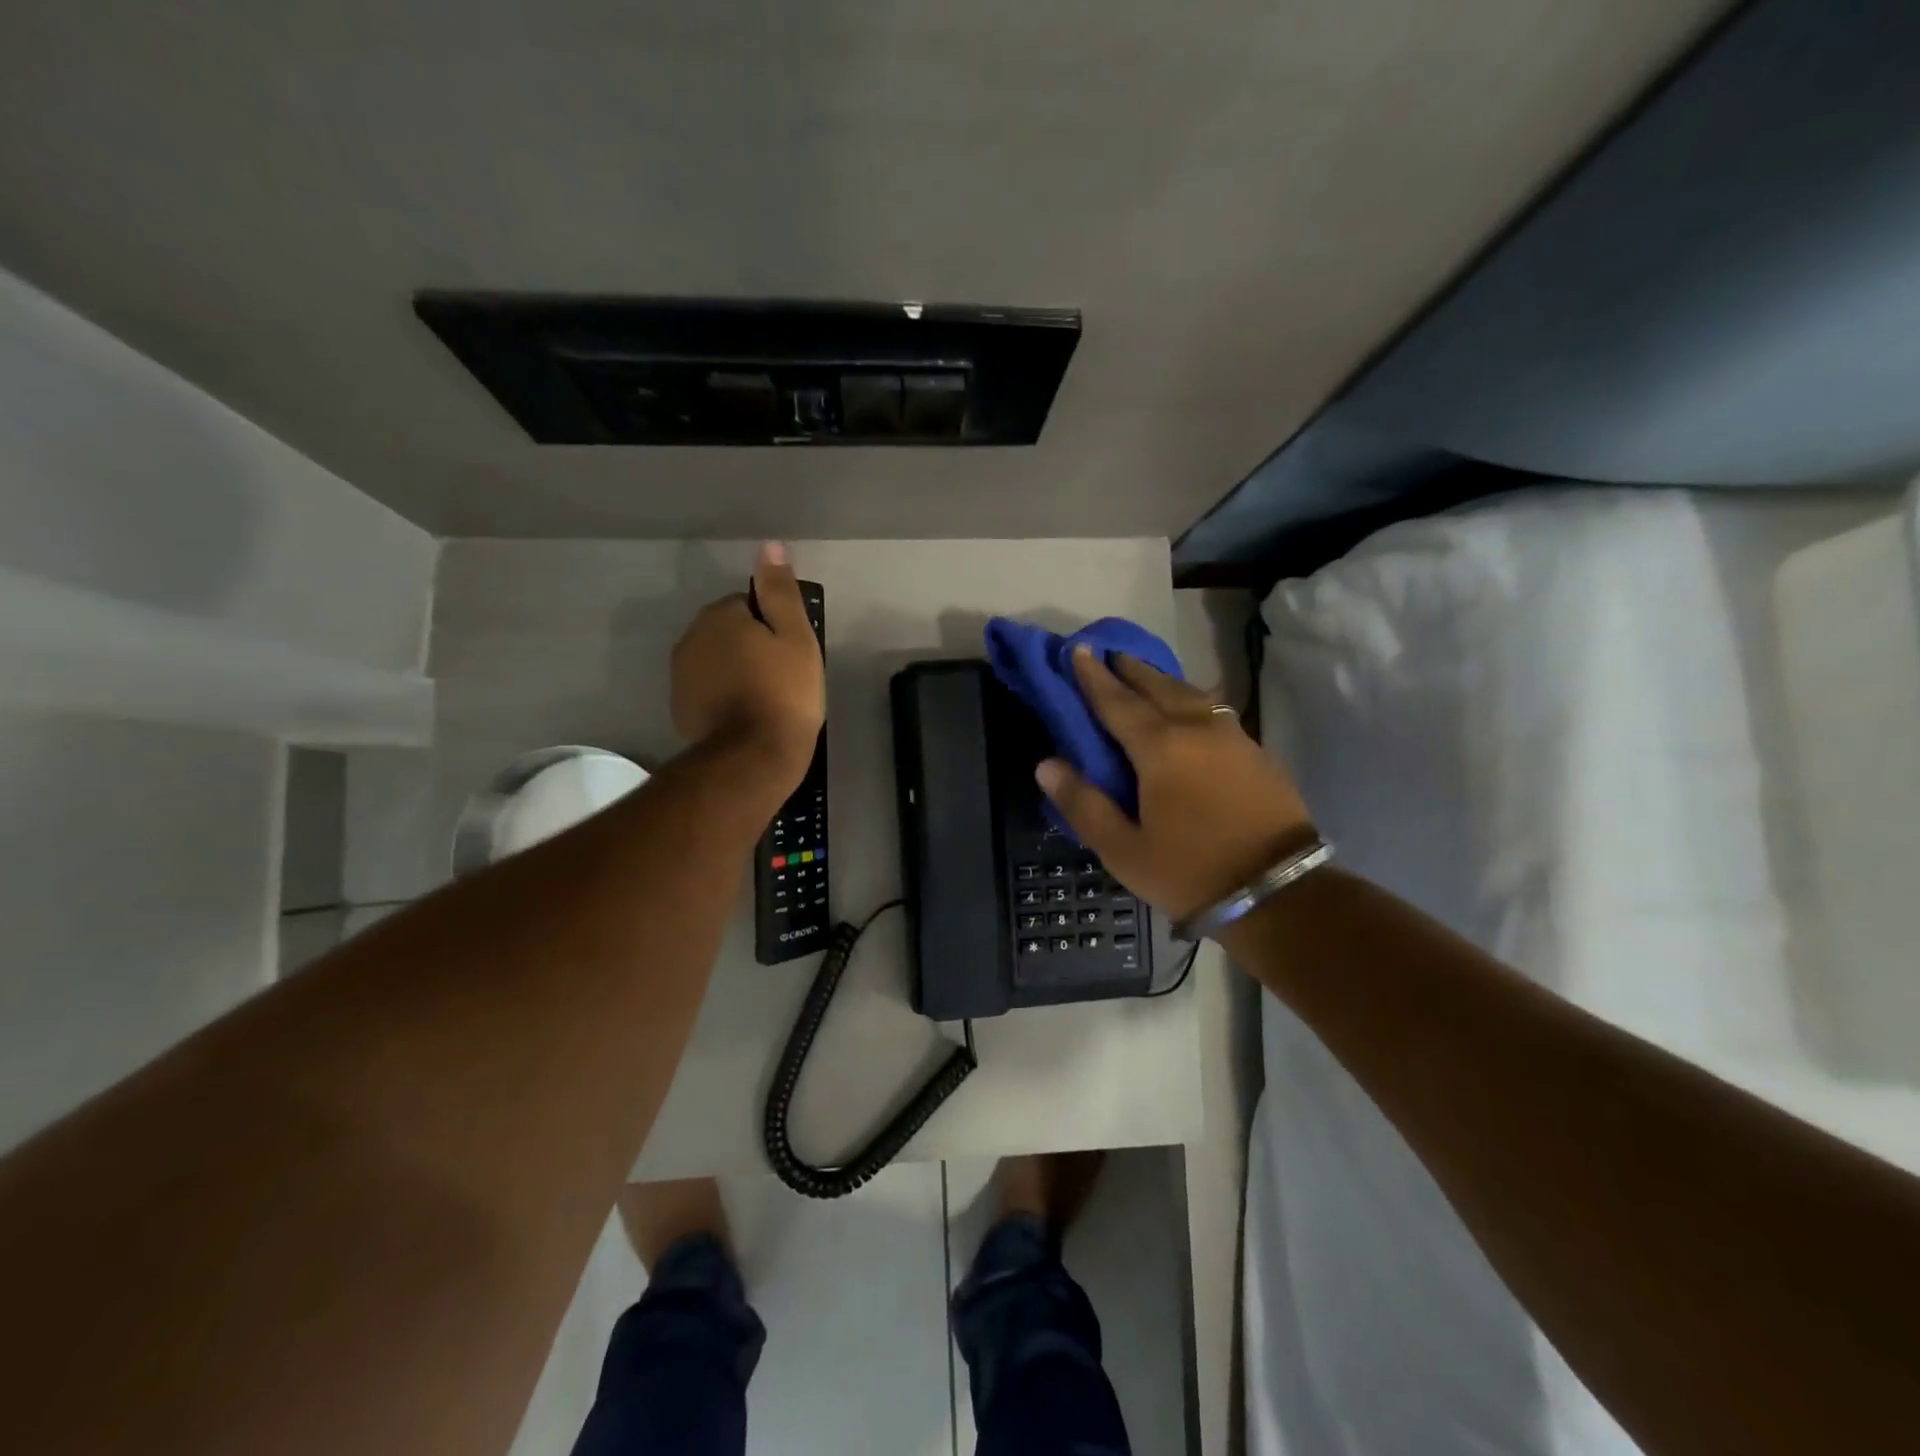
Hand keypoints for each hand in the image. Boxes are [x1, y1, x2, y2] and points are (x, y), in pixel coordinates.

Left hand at [670, 543, 824, 789]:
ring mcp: (681, 675)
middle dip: (752, 646)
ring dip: (736, 671)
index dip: (774, 626)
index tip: (790, 653)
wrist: (752, 757)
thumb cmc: (783, 693)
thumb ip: (780, 591)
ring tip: (766, 698)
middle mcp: (691, 637)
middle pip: (729, 631)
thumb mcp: (796, 637)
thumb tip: (769, 546)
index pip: (749, 604)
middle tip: (782, 676)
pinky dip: (724, 696)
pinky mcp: (681, 707)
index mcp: (719, 616)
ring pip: (717, 660)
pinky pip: (708, 689)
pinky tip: (746, 716)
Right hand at [1036, 646, 1314, 923]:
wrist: (1279, 892)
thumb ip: (1083, 804)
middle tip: (1110, 655)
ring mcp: (1232, 736)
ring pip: (1191, 692)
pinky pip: (1214, 708)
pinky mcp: (1255, 750)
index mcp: (1160, 748)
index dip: (1094, 677)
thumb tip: (1047, 764)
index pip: (1117, 701)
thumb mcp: (1123, 849)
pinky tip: (1188, 707)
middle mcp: (1196, 728)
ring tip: (1145, 675)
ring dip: (1162, 679)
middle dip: (1130, 669)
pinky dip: (1191, 698)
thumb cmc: (1189, 872)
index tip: (1079, 651)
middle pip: (1157, 686)